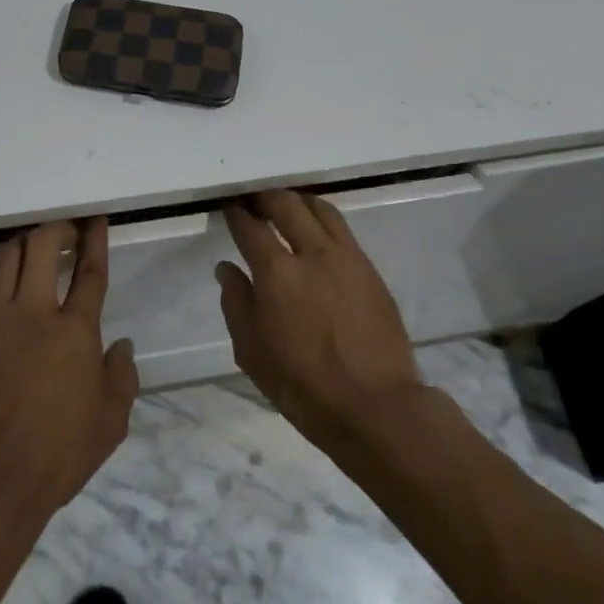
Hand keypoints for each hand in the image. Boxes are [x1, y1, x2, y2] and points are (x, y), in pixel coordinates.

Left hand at [0, 218, 138, 522]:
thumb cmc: (58, 453)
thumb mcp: (110, 422)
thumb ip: (122, 377)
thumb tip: (121, 346)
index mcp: (74, 332)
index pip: (89, 272)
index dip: (94, 240)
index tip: (95, 220)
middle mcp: (34, 313)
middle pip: (42, 246)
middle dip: (57, 228)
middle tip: (68, 231)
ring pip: (6, 258)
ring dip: (25, 242)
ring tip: (36, 246)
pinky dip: (1, 270)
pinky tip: (8, 279)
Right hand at [218, 191, 426, 451]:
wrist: (375, 406)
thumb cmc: (303, 385)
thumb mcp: (252, 352)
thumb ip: (236, 303)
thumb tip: (227, 268)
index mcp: (276, 273)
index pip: (250, 227)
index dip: (236, 214)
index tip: (229, 208)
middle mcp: (311, 252)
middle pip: (285, 204)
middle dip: (265, 197)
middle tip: (254, 201)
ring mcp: (346, 257)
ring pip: (319, 208)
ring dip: (297, 201)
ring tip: (286, 207)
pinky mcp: (370, 269)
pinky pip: (342, 229)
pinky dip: (322, 219)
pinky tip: (316, 232)